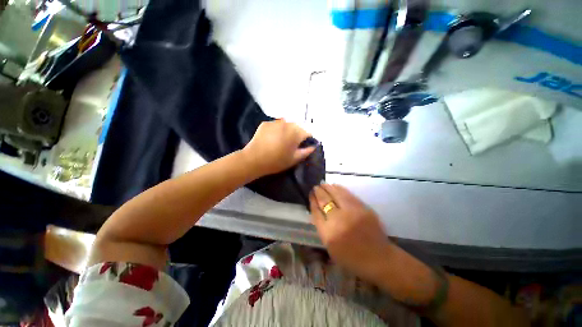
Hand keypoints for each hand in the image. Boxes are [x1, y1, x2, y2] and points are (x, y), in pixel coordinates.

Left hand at [243, 120, 315, 175]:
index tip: (303, 146)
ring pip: (286, 125)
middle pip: (297, 127)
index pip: (308, 132)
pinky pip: (275, 125)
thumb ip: (306, 151)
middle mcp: (287, 123)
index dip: (307, 139)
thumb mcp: (294, 159)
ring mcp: (275, 122)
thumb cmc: (277, 161)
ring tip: (280, 141)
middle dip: (297, 134)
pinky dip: (276, 130)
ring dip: (286, 131)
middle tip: (291, 145)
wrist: (254, 159)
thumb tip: (313, 146)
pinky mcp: (265, 123)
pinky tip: (271, 138)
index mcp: (296, 132)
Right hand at [309, 184, 392, 282]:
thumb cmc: (351, 257)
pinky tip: (335, 186)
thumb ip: (322, 227)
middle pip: (325, 200)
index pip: (316, 211)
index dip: (312, 201)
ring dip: (328, 187)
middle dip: (318, 192)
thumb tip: (317, 208)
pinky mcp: (363, 208)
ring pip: (336, 194)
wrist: (379, 258)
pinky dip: (340, 189)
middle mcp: (339, 220)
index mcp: (328, 233)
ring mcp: (352, 212)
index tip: (310, 194)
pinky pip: (348, 194)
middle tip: (315, 187)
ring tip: (323, 184)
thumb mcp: (330, 247)